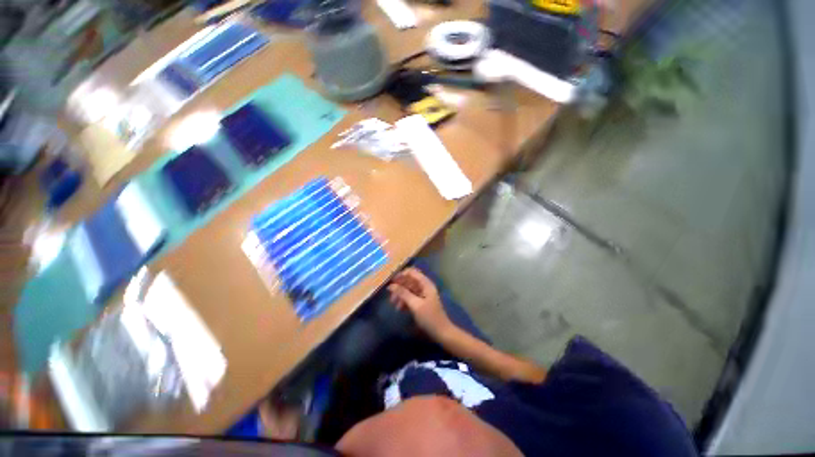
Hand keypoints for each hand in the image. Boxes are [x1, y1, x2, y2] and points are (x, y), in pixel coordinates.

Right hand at [387, 267, 452, 337]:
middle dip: (399, 287)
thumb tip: (391, 285)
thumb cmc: (429, 317)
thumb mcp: (415, 305)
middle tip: (390, 296)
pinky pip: (411, 297)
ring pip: (409, 289)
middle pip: (409, 281)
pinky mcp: (421, 302)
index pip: (412, 272)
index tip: (391, 282)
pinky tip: (400, 309)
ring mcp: (423, 294)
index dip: (401, 275)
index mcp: (425, 284)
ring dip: (401, 295)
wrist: (441, 333)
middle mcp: (424, 286)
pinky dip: (405, 301)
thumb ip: (403, 293)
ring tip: (394, 305)